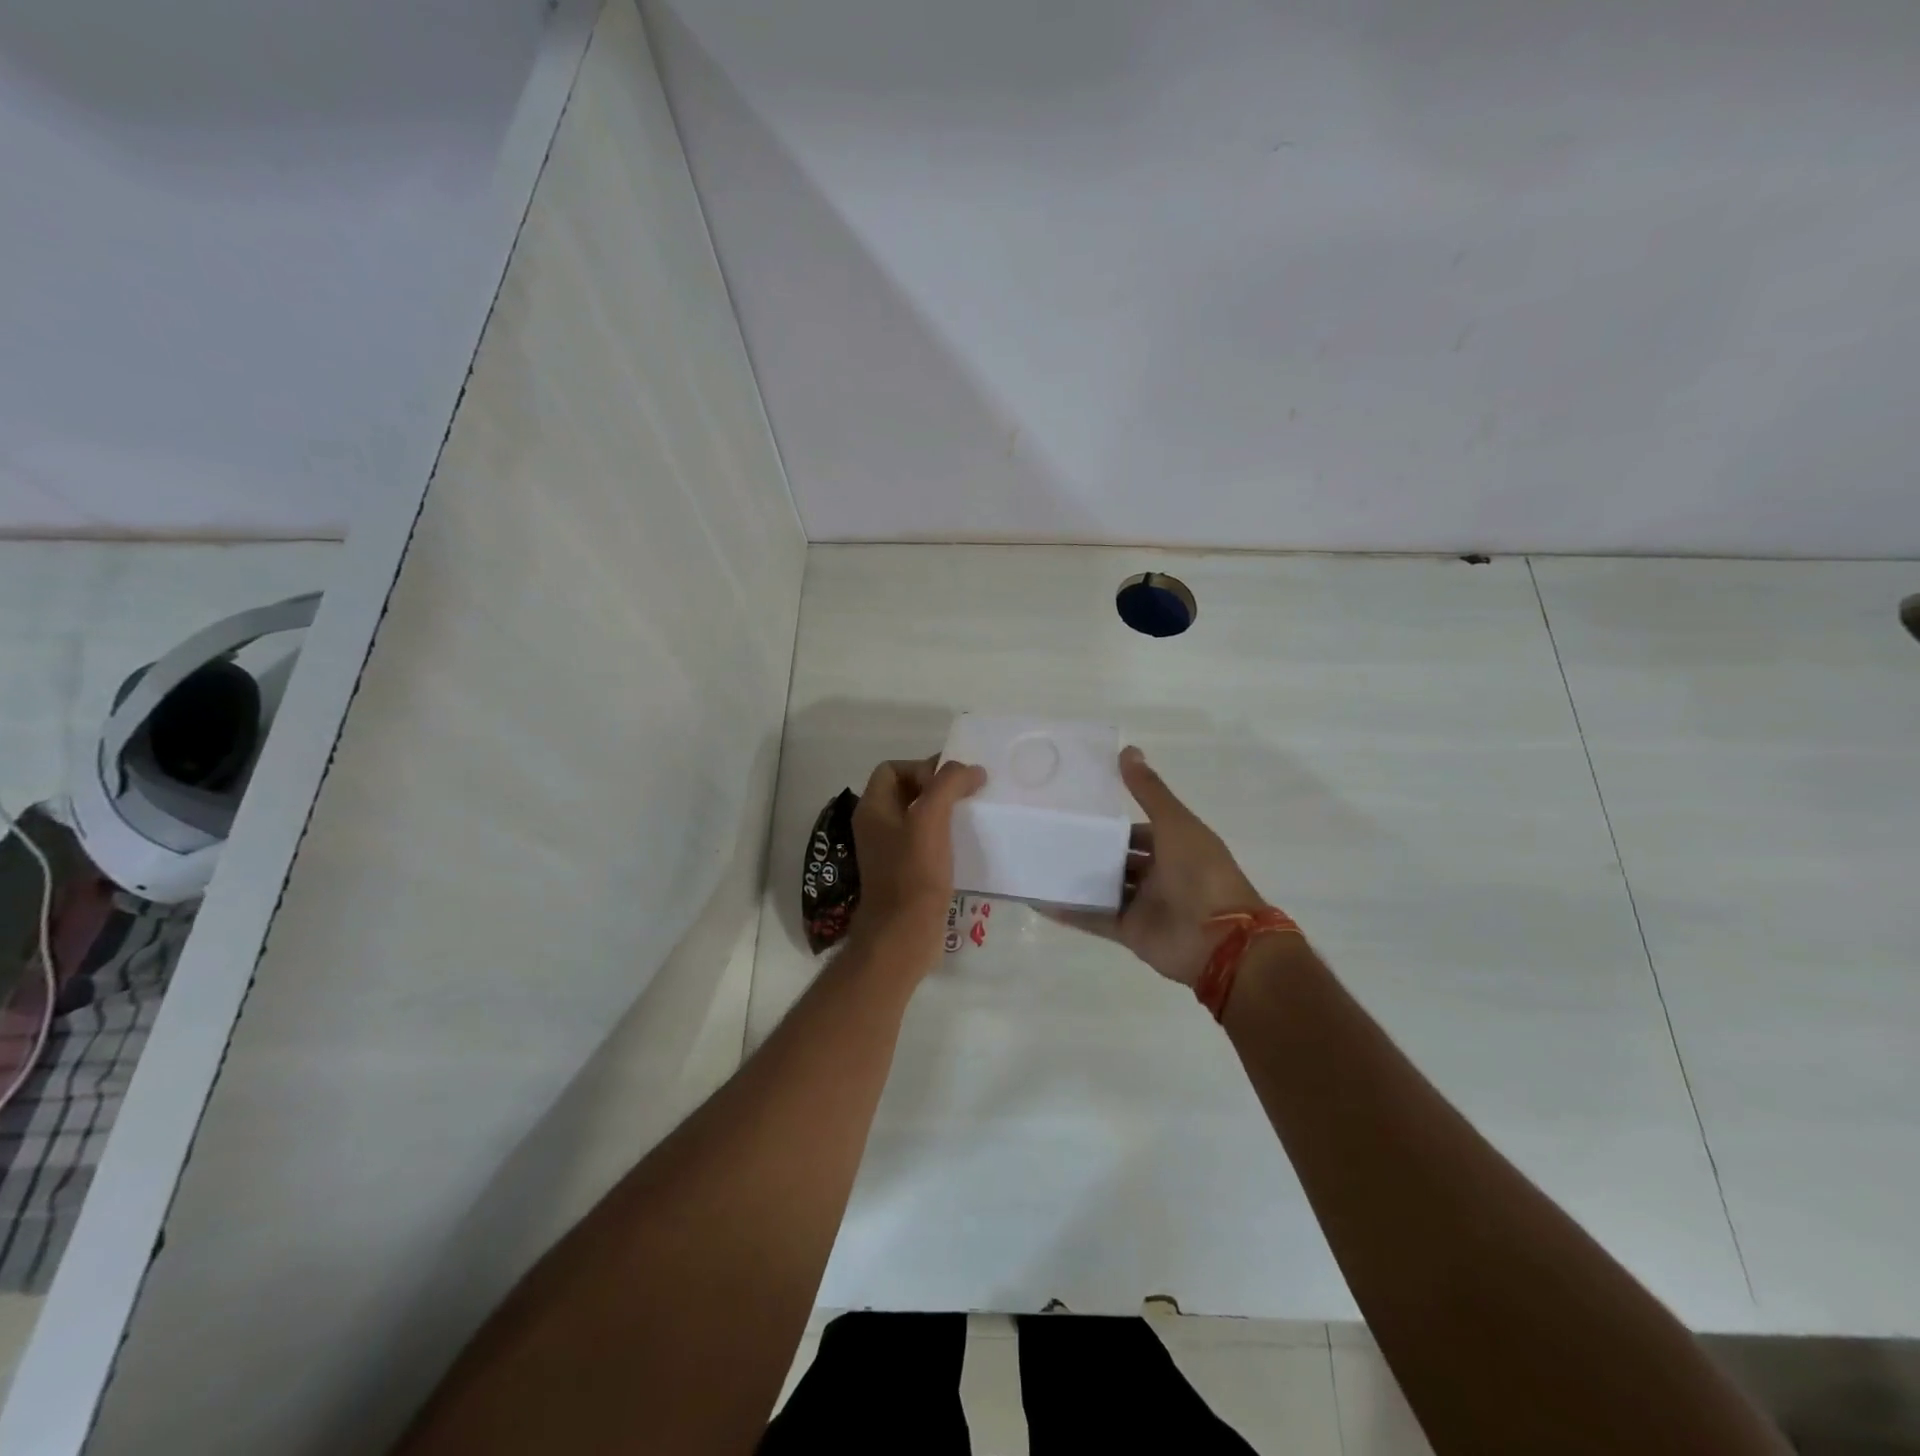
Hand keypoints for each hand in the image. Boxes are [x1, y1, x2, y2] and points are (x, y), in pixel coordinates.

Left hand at [849, 757, 986, 971]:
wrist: (903, 934)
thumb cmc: (913, 873)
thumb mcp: (931, 819)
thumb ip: (948, 785)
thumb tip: (971, 770)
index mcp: (873, 809)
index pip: (892, 768)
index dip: (921, 767)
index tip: (949, 784)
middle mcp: (876, 826)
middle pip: (906, 790)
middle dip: (936, 787)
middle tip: (967, 795)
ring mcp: (889, 851)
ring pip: (917, 817)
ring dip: (943, 812)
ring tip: (971, 816)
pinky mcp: (905, 872)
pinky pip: (924, 842)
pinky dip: (943, 836)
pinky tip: (965, 844)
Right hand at [1052, 747, 1267, 986]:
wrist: (1220, 940)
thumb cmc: (1201, 873)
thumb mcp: (1175, 823)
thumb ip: (1149, 791)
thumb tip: (1127, 749)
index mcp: (1176, 847)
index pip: (1140, 832)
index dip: (1113, 824)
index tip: (1078, 813)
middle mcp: (1160, 875)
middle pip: (1120, 860)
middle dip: (1092, 851)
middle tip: (1050, 836)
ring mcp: (1144, 905)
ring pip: (1106, 888)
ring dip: (1078, 879)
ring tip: (1039, 864)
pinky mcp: (1130, 932)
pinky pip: (1095, 918)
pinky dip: (1070, 911)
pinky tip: (1039, 899)